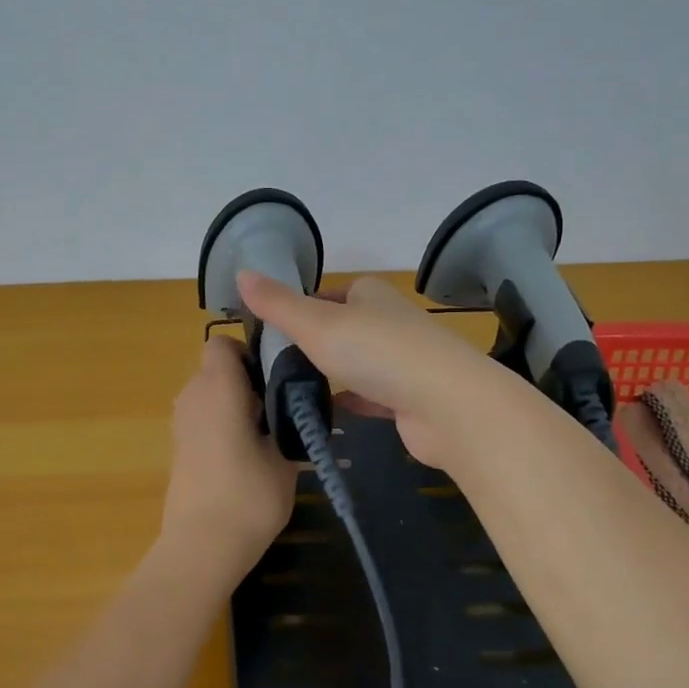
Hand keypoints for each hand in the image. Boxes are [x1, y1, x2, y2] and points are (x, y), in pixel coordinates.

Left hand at [159, 336, 299, 584]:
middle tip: (277, 409)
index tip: (272, 378)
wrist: (202, 546)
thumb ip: (286, 423)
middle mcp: (192, 395)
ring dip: (232, 405)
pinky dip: (219, 426)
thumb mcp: (284, 457)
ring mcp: (180, 423)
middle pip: (215, 369)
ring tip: (264, 437)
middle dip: (244, 381)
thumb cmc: (249, 495)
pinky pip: (201, 419)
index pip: (221, 344)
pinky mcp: (177, 448)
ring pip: (208, 395)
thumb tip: (288, 411)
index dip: (247, 353)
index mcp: (218, 386)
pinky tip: (242, 458)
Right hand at [236, 270, 509, 471]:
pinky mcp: (410, 399)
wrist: (447, 405)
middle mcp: (390, 322)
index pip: (330, 293)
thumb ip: (278, 303)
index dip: (302, 307)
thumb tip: (241, 272)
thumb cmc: (377, 352)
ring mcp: (404, 362)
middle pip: (344, 328)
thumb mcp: (317, 323)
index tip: (272, 330)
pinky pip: (372, 397)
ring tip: (292, 390)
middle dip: (315, 343)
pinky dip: (351, 402)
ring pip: (358, 364)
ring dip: (333, 373)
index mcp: (371, 295)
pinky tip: (325, 414)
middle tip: (273, 364)